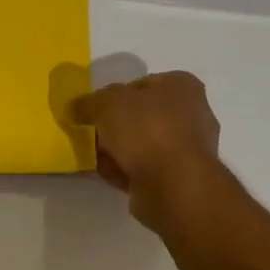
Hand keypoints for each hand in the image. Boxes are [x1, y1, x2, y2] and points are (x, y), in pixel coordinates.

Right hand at [69, 71, 222, 230]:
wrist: (174, 185)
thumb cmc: (146, 130)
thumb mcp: (106, 103)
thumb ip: (88, 102)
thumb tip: (77, 108)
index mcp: (181, 86)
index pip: (141, 84)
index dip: (114, 96)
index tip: (95, 110)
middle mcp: (192, 113)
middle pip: (141, 116)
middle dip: (116, 127)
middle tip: (94, 135)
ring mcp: (190, 148)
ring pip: (143, 144)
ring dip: (120, 151)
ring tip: (99, 159)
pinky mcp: (182, 177)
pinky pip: (147, 168)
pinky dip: (129, 171)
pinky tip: (113, 176)